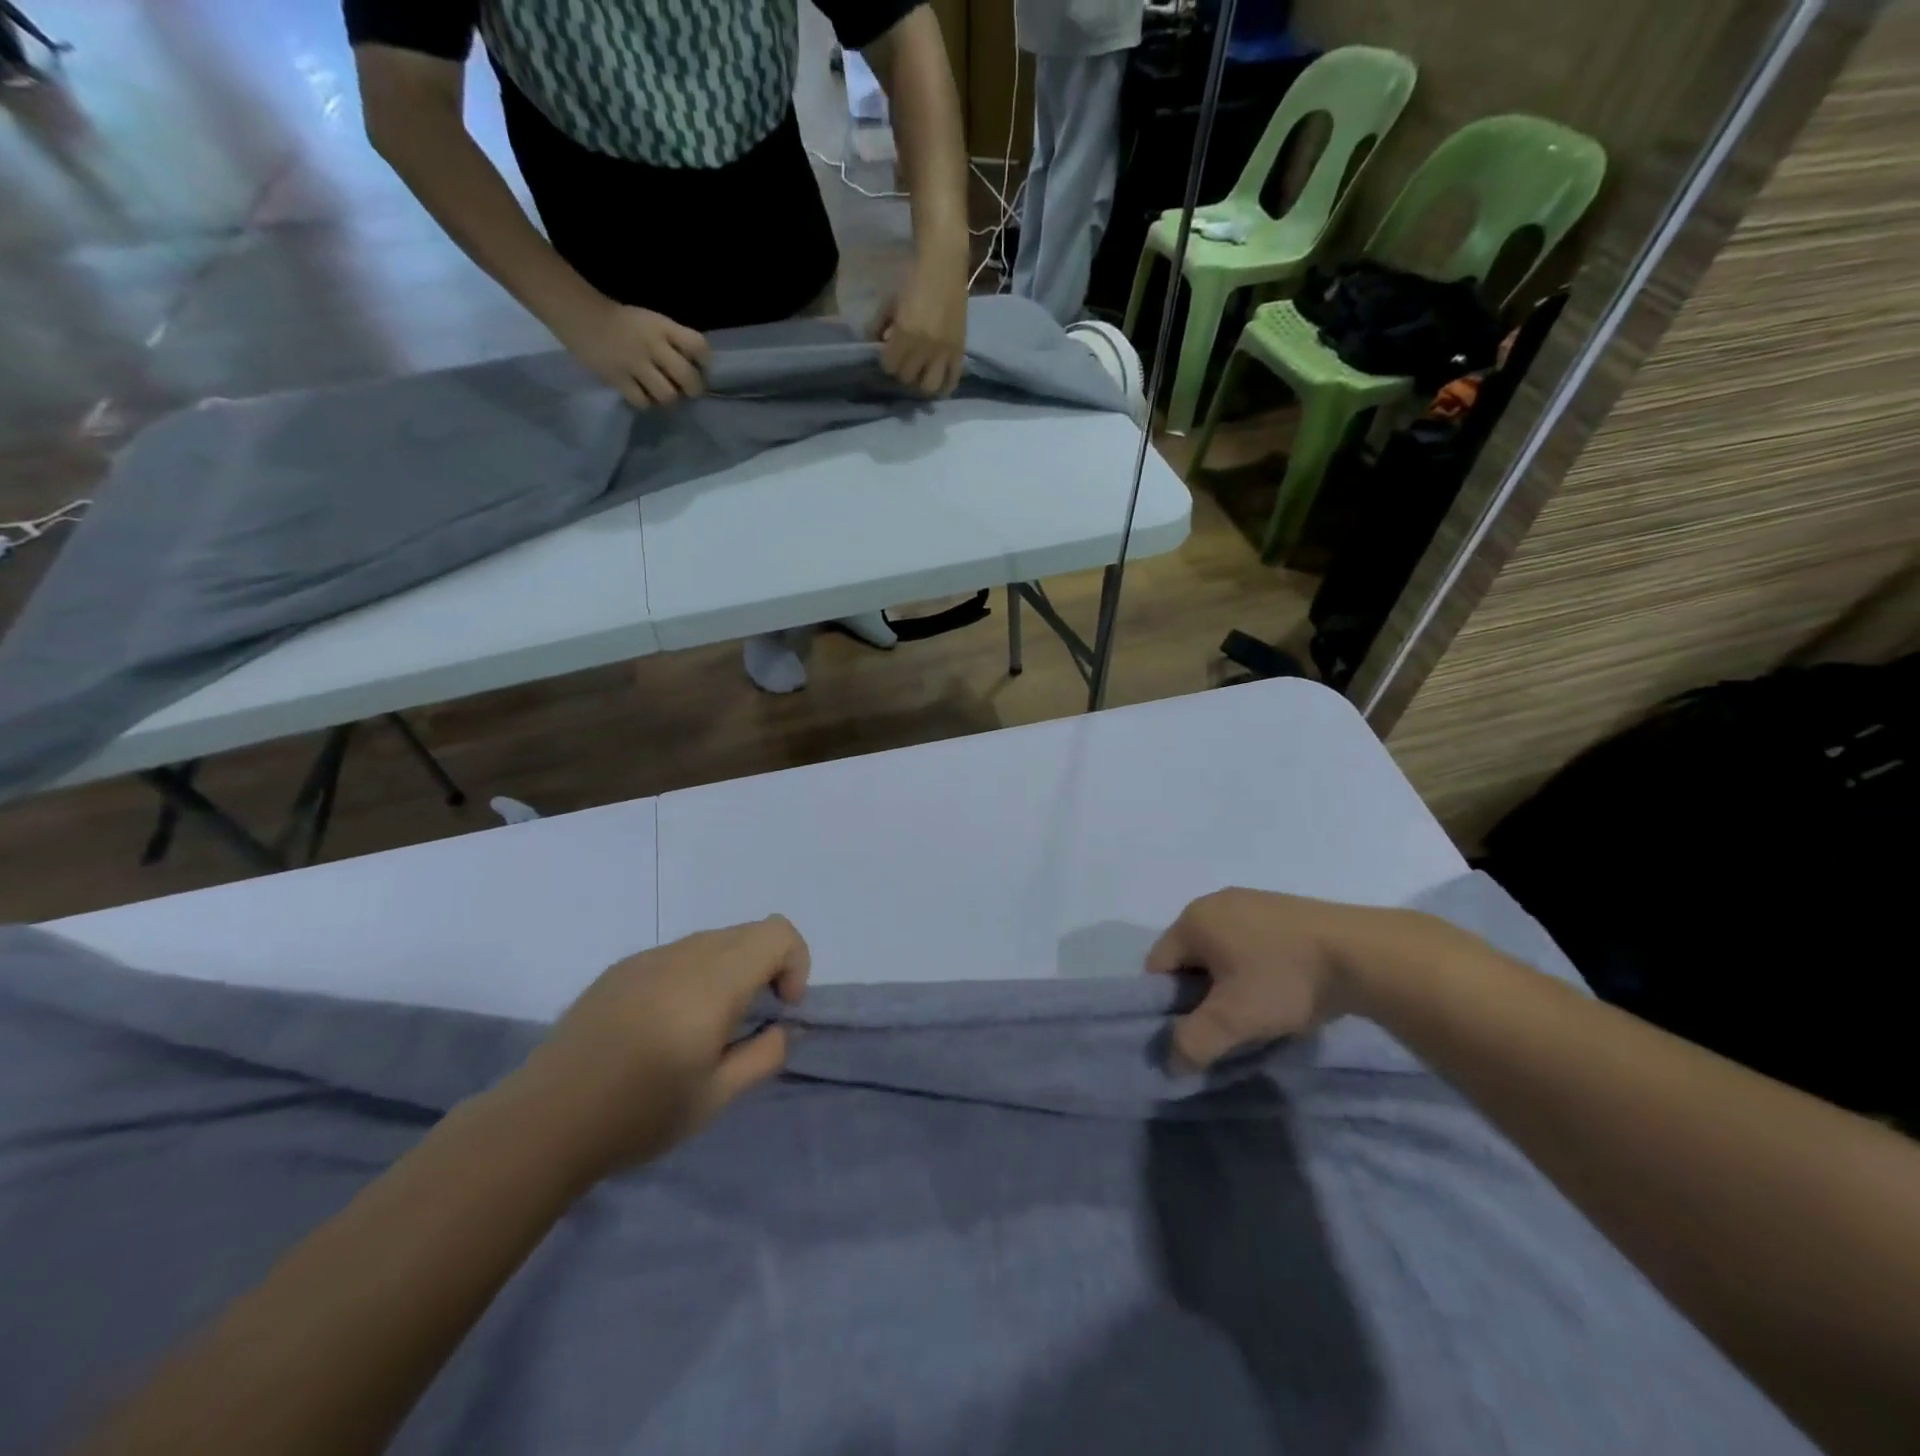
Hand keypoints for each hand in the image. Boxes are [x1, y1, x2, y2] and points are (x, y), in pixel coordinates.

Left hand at [509, 917, 809, 1178]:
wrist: (544, 1120)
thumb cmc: (639, 1113)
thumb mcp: (717, 1097)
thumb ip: (764, 1055)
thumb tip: (782, 1027)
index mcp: (715, 981)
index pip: (777, 932)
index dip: (794, 963)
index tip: (779, 1008)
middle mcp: (685, 955)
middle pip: (748, 932)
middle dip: (766, 967)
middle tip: (748, 1021)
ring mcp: (648, 957)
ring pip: (712, 941)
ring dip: (729, 970)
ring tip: (705, 1027)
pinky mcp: (620, 968)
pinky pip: (676, 954)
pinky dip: (694, 975)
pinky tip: (664, 1025)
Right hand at [555, 298, 711, 408]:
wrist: (578, 313)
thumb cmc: (622, 321)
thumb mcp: (652, 322)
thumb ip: (674, 342)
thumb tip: (696, 369)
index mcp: (663, 327)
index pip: (698, 345)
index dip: (705, 361)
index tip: (701, 368)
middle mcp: (653, 345)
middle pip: (688, 377)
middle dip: (693, 389)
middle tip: (686, 390)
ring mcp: (635, 363)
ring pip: (668, 395)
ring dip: (668, 398)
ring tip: (661, 392)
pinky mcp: (617, 378)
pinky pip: (642, 401)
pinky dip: (645, 402)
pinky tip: (641, 394)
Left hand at [873, 246, 967, 395]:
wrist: (944, 263)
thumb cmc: (913, 278)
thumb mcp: (890, 302)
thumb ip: (879, 326)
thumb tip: (875, 345)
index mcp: (905, 334)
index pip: (889, 366)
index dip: (886, 362)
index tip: (888, 354)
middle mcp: (925, 347)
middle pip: (907, 378)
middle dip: (902, 371)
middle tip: (903, 362)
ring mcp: (944, 351)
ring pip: (928, 386)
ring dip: (921, 383)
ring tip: (920, 375)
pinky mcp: (959, 351)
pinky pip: (952, 381)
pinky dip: (943, 388)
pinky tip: (937, 385)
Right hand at [1147, 890, 1431, 1070]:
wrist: (1363, 953)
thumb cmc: (1285, 980)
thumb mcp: (1234, 1020)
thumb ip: (1194, 1043)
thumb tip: (1171, 1062)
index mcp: (1193, 919)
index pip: (1158, 967)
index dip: (1168, 1005)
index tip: (1198, 1029)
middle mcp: (1214, 902)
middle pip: (1189, 959)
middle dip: (1202, 995)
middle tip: (1229, 1025)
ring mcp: (1250, 901)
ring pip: (1222, 952)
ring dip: (1230, 984)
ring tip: (1260, 1010)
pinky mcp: (1281, 909)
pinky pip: (1250, 943)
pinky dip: (1256, 969)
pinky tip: (1283, 989)